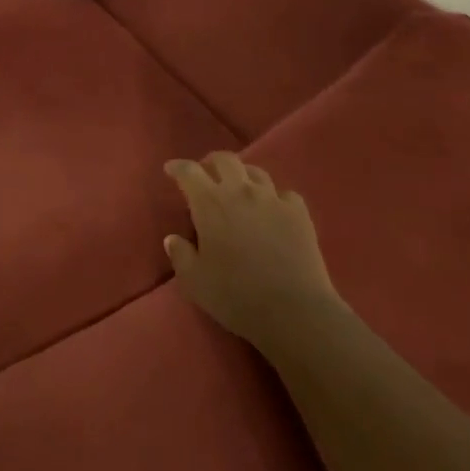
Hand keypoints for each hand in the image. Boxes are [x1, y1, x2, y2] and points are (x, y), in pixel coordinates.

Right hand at [163, 153, 340, 351]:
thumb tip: (173, 238)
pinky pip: (284, 194)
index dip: (178, 167)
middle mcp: (241, 191)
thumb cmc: (236, 296)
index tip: (171, 169)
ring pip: (256, 172)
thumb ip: (180, 255)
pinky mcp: (298, 212)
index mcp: (210, 204)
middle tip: (206, 174)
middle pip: (225, 160)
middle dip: (211, 162)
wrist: (294, 310)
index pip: (189, 172)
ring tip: (239, 189)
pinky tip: (273, 211)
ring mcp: (273, 199)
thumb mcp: (195, 282)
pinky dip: (274, 198)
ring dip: (242, 176)